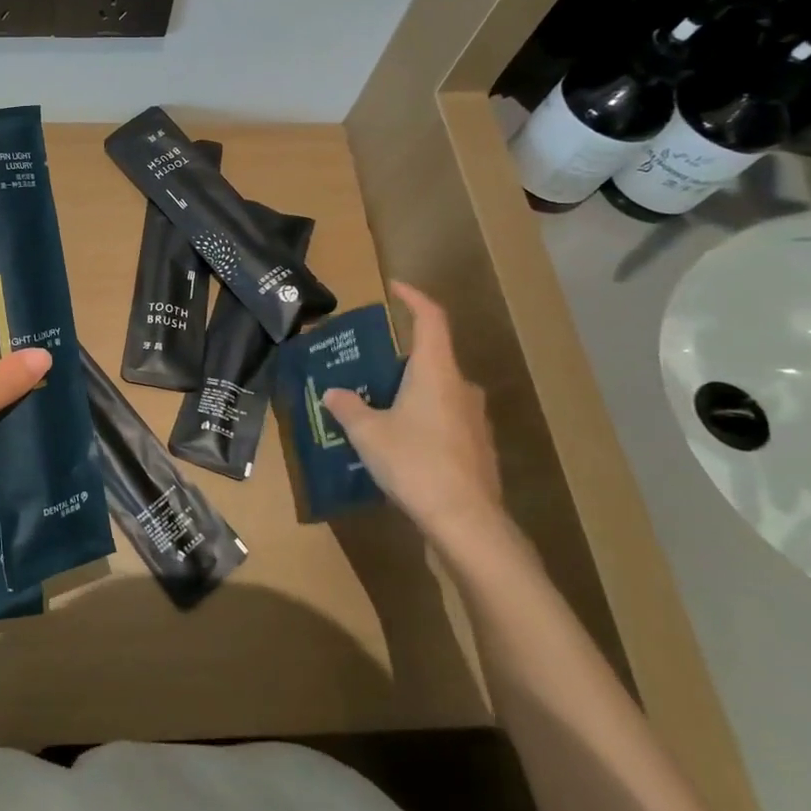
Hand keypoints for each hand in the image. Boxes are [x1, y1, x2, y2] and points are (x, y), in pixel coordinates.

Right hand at [322, 282, 505, 548]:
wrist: (466, 522)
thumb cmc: (415, 463)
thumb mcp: (368, 433)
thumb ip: (348, 407)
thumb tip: (333, 393)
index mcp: (436, 372)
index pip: (431, 319)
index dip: (414, 298)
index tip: (394, 287)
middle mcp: (460, 387)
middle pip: (432, 357)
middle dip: (399, 358)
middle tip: (366, 366)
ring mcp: (474, 419)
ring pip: (438, 390)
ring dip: (410, 391)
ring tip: (377, 405)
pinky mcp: (477, 447)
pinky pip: (445, 418)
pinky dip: (422, 418)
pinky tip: (399, 441)